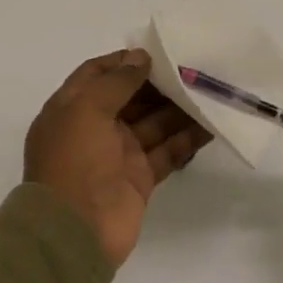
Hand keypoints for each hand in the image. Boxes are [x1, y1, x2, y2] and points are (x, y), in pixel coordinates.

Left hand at [25, 49, 213, 267]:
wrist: (74, 231)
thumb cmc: (74, 160)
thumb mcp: (86, 109)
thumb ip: (116, 82)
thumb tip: (140, 57)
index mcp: (71, 108)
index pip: (96, 74)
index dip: (123, 61)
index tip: (156, 51)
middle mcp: (94, 127)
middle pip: (129, 97)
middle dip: (158, 83)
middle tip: (193, 68)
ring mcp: (118, 153)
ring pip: (153, 122)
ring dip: (178, 108)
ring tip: (209, 90)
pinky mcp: (140, 178)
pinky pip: (167, 151)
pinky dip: (187, 138)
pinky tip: (212, 124)